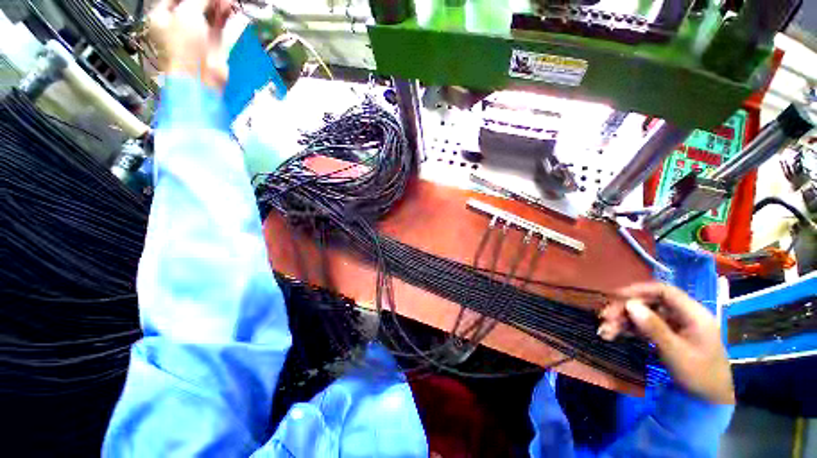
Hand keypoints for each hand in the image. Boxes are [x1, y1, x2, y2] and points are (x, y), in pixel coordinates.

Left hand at [148, 0, 232, 90]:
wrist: (200, 77)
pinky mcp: (212, 44)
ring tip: (228, 2)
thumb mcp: (187, 13)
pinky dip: (224, 16)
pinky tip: (230, 9)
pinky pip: (218, 24)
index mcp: (162, 16)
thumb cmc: (184, 46)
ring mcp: (196, 34)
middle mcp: (178, 24)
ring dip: (218, 5)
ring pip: (208, 12)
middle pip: (194, 3)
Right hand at [598, 282, 734, 404]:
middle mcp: (683, 315)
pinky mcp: (666, 335)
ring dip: (623, 321)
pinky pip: (644, 326)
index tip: (615, 297)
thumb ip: (654, 327)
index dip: (638, 290)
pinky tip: (613, 335)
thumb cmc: (699, 375)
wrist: (709, 400)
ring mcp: (674, 326)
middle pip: (649, 303)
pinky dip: (628, 329)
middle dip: (625, 309)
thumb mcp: (676, 352)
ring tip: (605, 331)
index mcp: (693, 314)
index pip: (664, 292)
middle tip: (605, 318)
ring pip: (643, 315)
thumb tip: (630, 304)